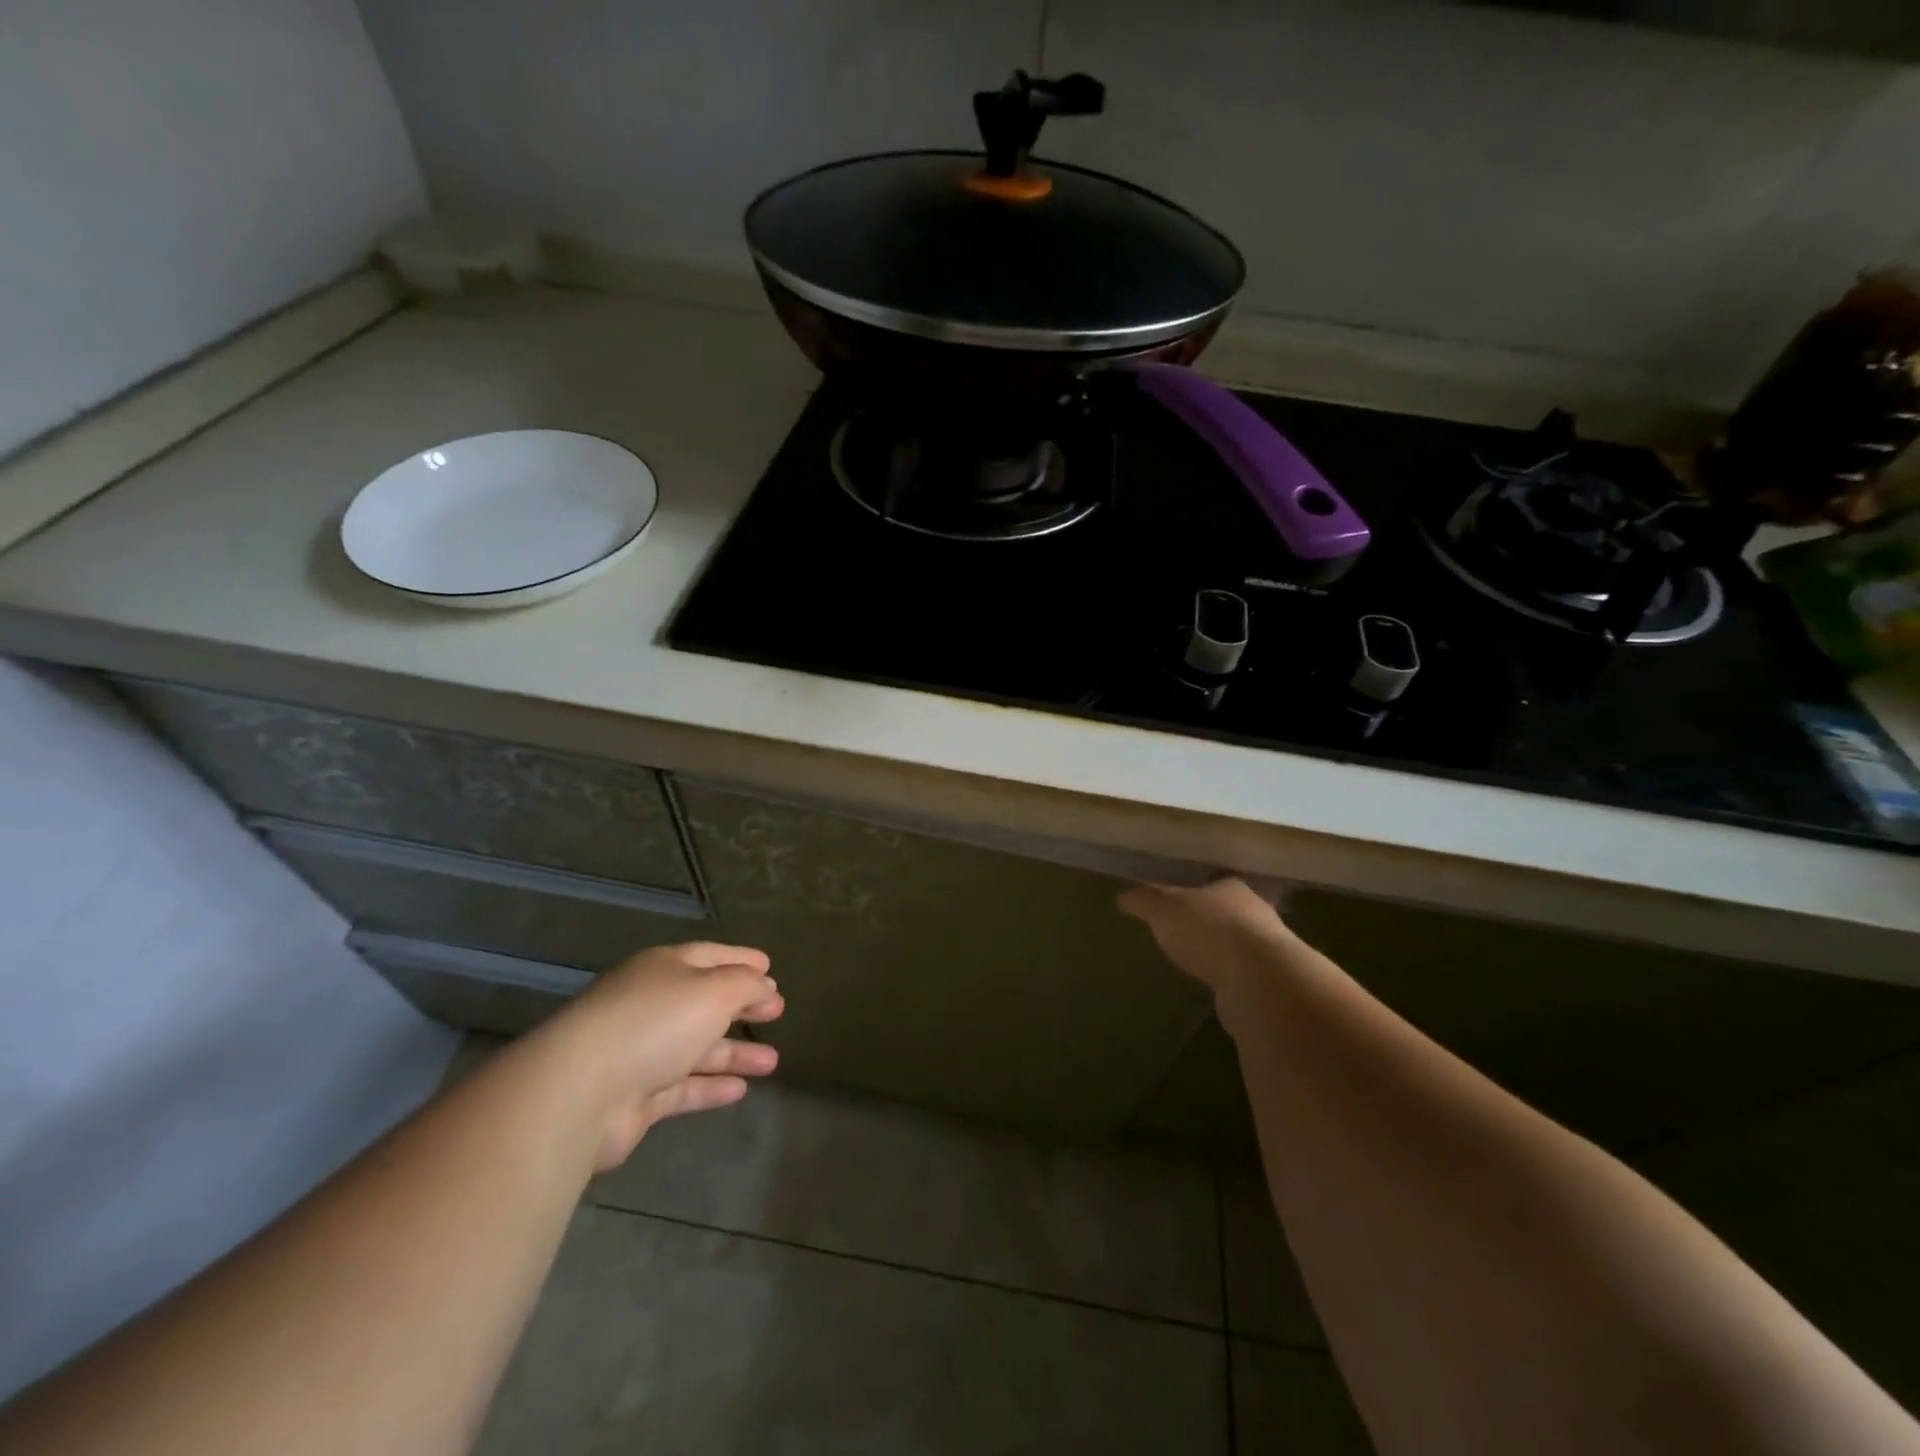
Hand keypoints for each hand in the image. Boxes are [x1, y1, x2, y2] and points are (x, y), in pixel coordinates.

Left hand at [540, 941, 783, 1169]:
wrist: (579, 1093)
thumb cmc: (655, 1023)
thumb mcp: (714, 991)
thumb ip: (746, 985)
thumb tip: (764, 985)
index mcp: (664, 969)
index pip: (710, 956)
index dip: (742, 960)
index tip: (770, 967)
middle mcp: (651, 1005)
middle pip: (704, 1002)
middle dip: (741, 1006)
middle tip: (777, 1011)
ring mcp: (640, 1052)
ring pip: (696, 1048)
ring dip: (734, 1053)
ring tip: (773, 1062)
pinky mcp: (635, 1097)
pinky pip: (682, 1087)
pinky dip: (710, 1087)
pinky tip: (741, 1091)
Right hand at [1119, 879, 1295, 1005]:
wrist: (1258, 979)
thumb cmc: (1208, 929)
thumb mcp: (1163, 908)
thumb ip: (1144, 901)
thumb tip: (1122, 898)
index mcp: (1232, 888)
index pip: (1213, 885)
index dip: (1195, 893)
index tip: (1177, 904)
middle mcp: (1256, 914)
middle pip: (1228, 913)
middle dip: (1209, 922)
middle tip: (1184, 933)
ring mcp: (1268, 951)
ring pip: (1239, 945)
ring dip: (1221, 953)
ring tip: (1197, 963)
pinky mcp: (1271, 984)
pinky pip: (1244, 976)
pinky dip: (1229, 979)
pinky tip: (1215, 988)